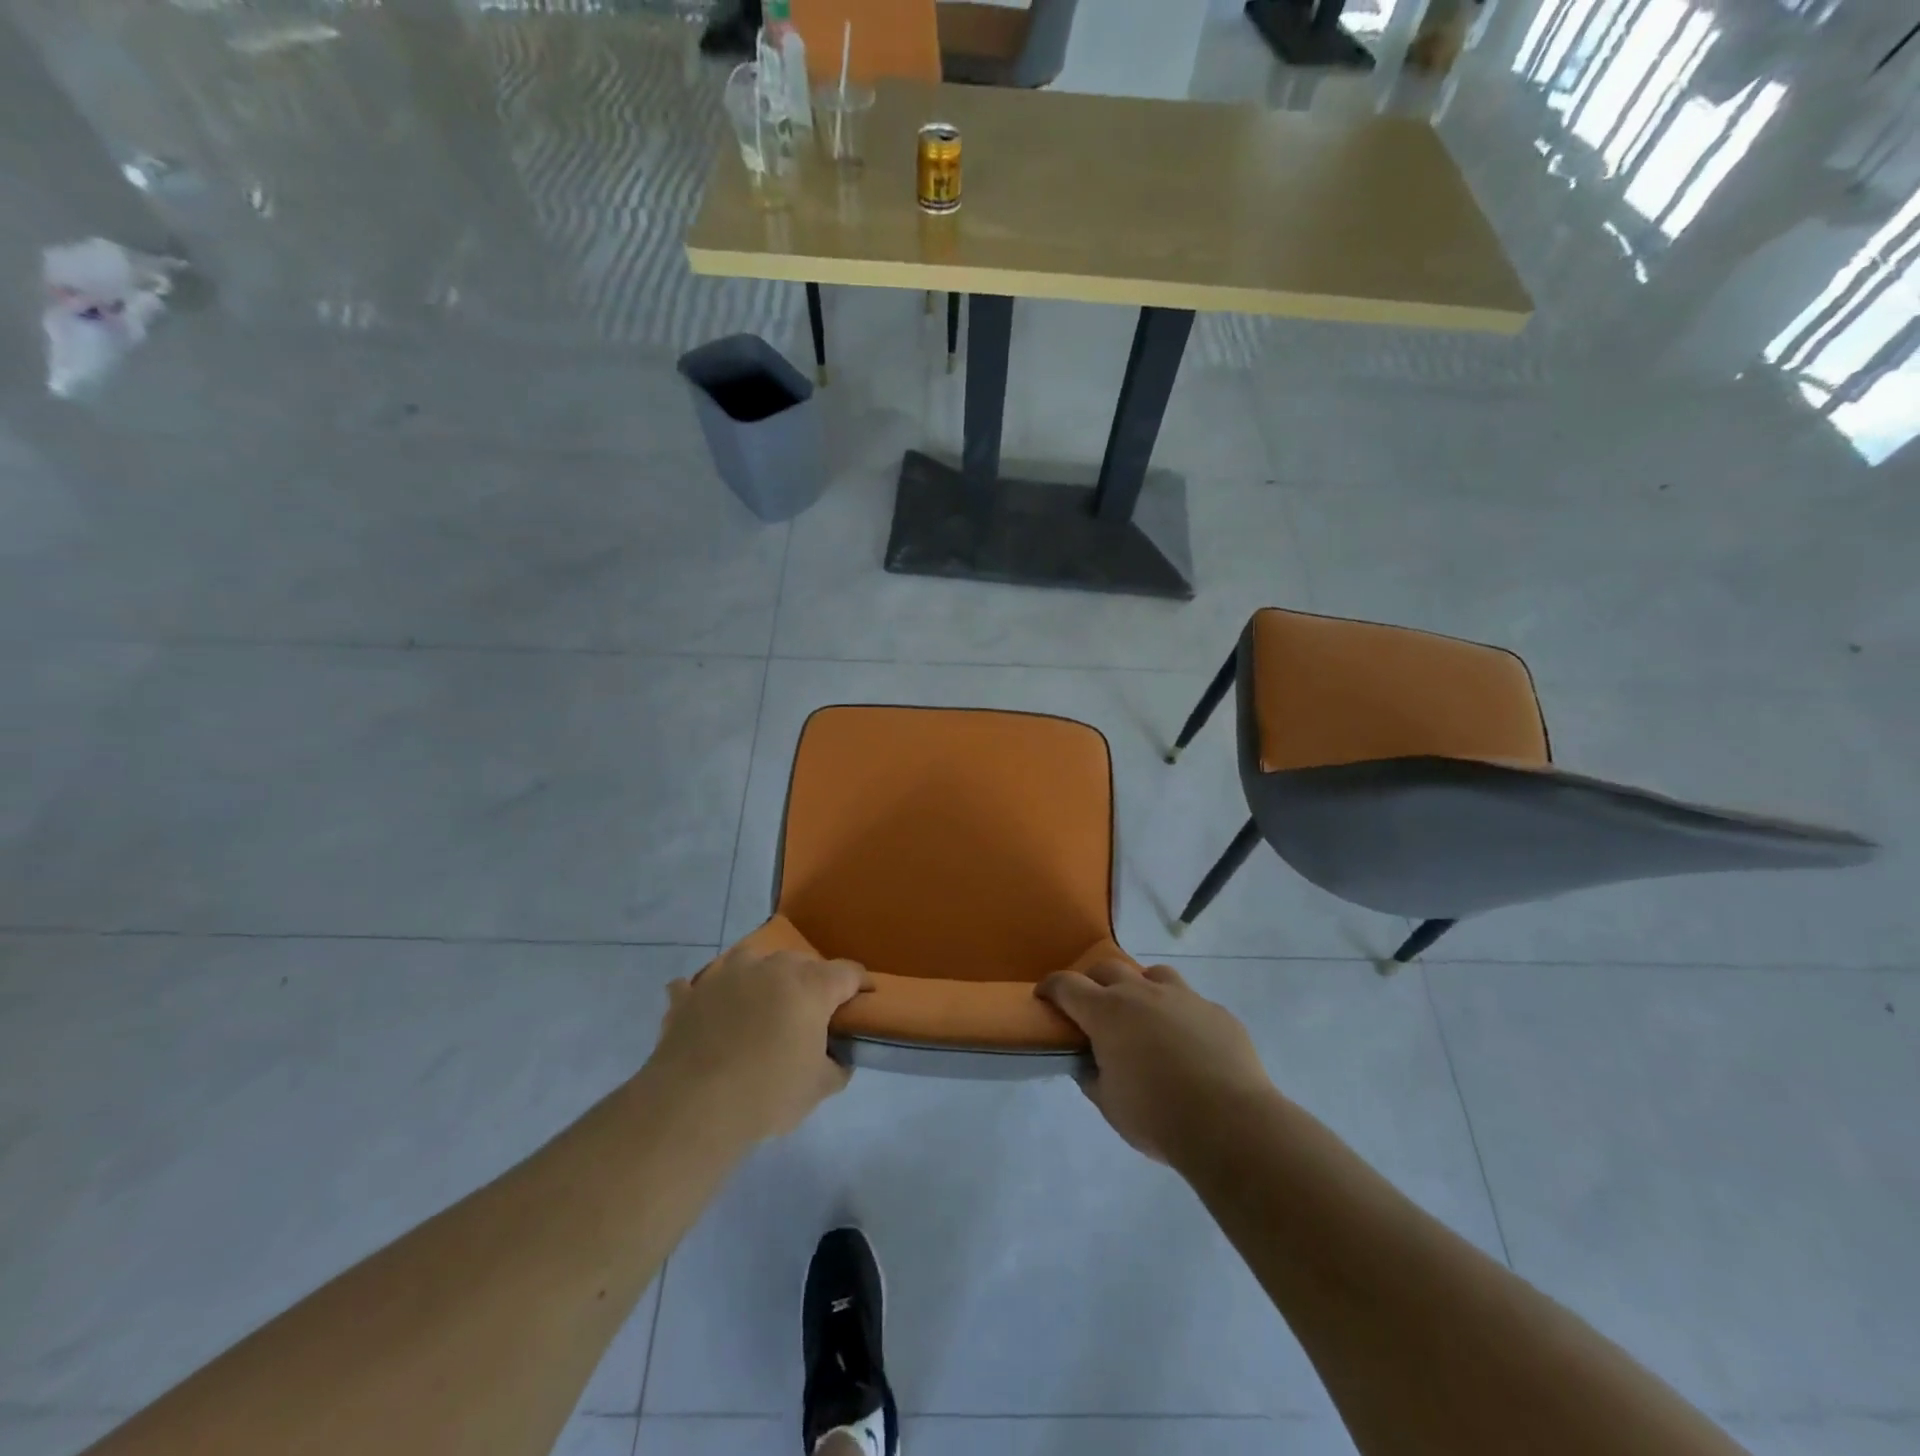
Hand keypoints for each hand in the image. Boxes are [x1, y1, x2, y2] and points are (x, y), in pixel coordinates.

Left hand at [648, 943, 871, 1142]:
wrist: (692, 1107)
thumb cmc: (767, 1094)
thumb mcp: (820, 1088)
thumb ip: (837, 1065)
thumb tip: (837, 1057)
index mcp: (811, 985)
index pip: (848, 972)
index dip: (860, 985)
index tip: (864, 999)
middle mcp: (771, 967)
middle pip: (801, 964)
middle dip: (810, 984)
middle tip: (809, 1015)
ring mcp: (726, 974)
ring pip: (751, 961)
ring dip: (759, 977)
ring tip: (758, 1005)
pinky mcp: (689, 994)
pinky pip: (698, 985)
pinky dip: (704, 994)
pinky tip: (705, 1008)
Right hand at [1037, 961, 1274, 1164]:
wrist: (1230, 1124)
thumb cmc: (1157, 1115)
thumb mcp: (1109, 1103)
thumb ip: (1092, 1076)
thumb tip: (1089, 1063)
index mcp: (1107, 1012)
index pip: (1066, 985)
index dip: (1050, 988)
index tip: (1044, 997)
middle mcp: (1142, 993)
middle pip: (1107, 969)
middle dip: (1093, 982)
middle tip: (1092, 1007)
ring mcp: (1183, 997)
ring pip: (1152, 974)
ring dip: (1140, 988)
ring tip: (1143, 1016)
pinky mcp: (1216, 1011)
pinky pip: (1190, 1002)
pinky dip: (1179, 1014)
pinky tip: (1187, 1043)